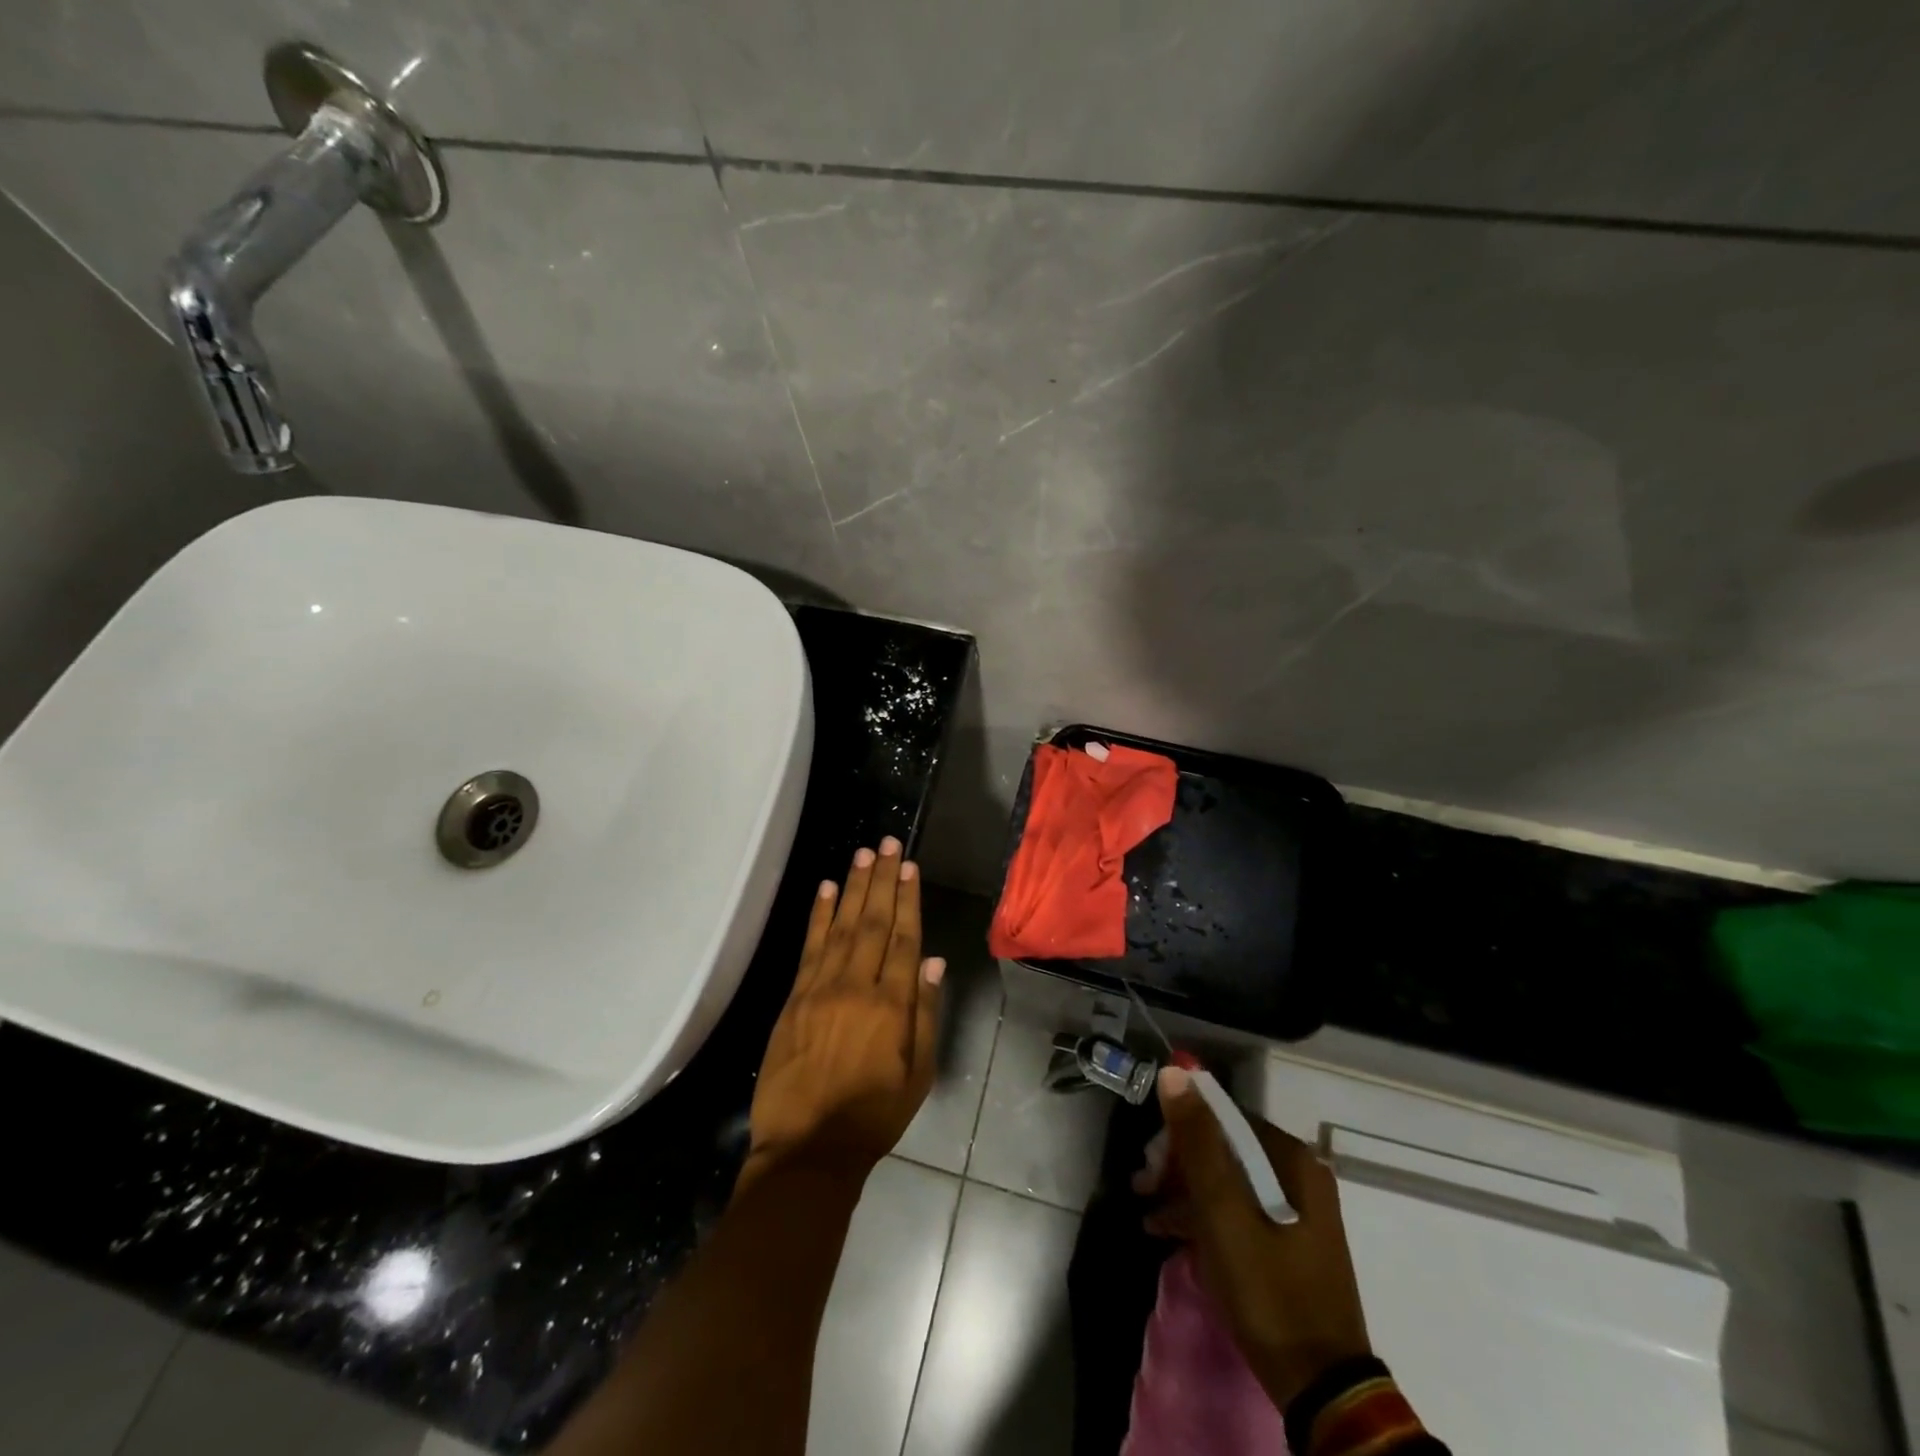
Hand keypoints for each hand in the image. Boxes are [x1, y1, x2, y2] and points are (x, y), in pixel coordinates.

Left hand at [741, 838, 945, 1189]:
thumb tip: (933, 961)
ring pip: (842, 927)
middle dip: (882, 880)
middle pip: (873, 923)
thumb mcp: (918, 1074)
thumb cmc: (873, 1116)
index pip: (904, 939)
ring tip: (863, 854)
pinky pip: (809, 948)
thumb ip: (925, 1014)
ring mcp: (821, 989)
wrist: (808, 1149)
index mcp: (891, 1006)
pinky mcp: (794, 998)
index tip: (909, 867)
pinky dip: (818, 916)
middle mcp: (857, 987)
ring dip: (853, 887)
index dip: (908, 899)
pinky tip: (826, 890)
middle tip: (888, 844)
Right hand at [1136, 1067, 1371, 1408]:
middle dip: (1179, 1164)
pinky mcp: (1290, 1240)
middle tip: (1144, 1187)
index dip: (1180, 1132)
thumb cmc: (1268, 1291)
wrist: (1321, 1388)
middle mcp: (1298, 1173)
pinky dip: (1205, 1215)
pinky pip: (1239, 1208)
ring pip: (1228, 1179)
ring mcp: (1297, 1209)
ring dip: (1185, 1190)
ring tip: (1148, 1211)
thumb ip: (1198, 1142)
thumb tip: (1175, 1072)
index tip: (1150, 1162)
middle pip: (1225, 1147)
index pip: (1223, 1117)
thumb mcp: (1223, 1213)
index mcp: (1291, 1158)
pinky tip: (1168, 1231)